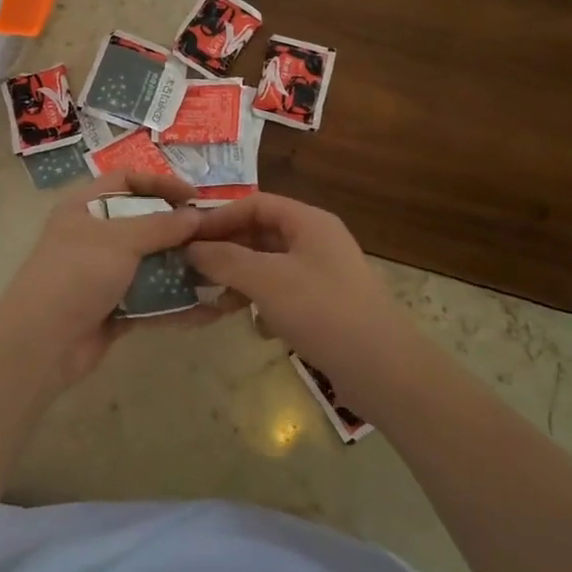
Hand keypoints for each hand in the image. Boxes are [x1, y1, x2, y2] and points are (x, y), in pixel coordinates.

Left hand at [0, 171, 223, 393]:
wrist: (41, 343)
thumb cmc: (76, 274)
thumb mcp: (119, 239)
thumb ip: (161, 225)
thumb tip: (196, 215)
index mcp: (85, 208)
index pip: (126, 181)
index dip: (160, 183)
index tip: (194, 197)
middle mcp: (94, 237)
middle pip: (143, 223)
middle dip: (178, 229)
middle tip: (215, 235)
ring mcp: (104, 275)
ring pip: (150, 264)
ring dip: (182, 267)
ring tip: (220, 269)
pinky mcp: (114, 309)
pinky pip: (152, 300)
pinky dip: (177, 303)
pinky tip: (210, 308)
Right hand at [188, 194, 421, 409]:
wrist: (383, 368)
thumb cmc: (321, 310)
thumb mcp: (265, 280)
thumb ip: (224, 259)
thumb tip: (190, 248)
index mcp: (309, 221)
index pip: (255, 204)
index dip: (220, 218)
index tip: (188, 238)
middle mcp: (317, 240)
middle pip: (262, 234)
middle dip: (227, 251)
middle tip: (193, 270)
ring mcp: (324, 274)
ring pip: (270, 265)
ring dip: (242, 279)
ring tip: (217, 301)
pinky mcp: (326, 305)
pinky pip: (285, 292)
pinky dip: (265, 303)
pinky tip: (256, 326)